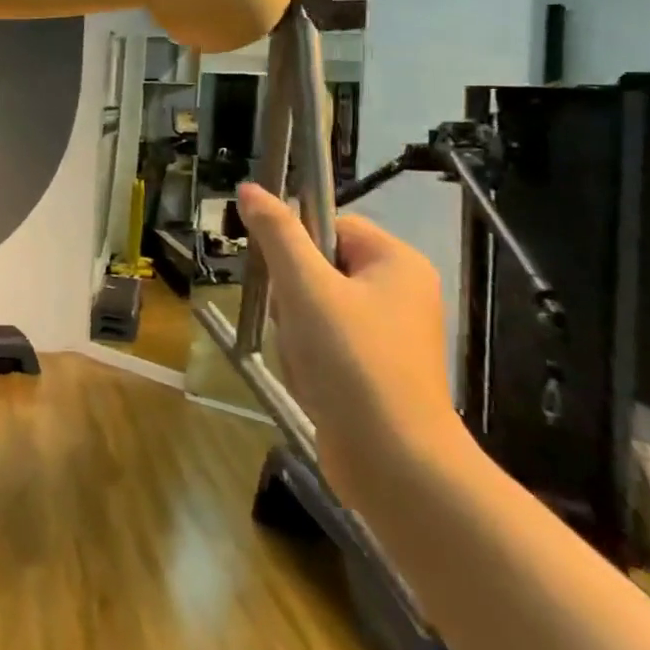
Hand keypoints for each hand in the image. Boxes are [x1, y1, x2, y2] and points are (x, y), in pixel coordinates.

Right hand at [234, 185, 464, 506]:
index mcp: (396, 262)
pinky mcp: (376, 370)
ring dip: (295, 330)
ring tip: (304, 358)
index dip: (295, 244)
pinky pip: (326, 343)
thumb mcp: (305, 287)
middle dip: (292, 296)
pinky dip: (308, 357)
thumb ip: (277, 234)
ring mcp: (389, 334)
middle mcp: (400, 292)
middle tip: (293, 321)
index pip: (330, 225)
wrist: (393, 461)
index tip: (276, 273)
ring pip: (315, 307)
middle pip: (319, 267)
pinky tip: (310, 380)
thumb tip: (250, 188)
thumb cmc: (352, 360)